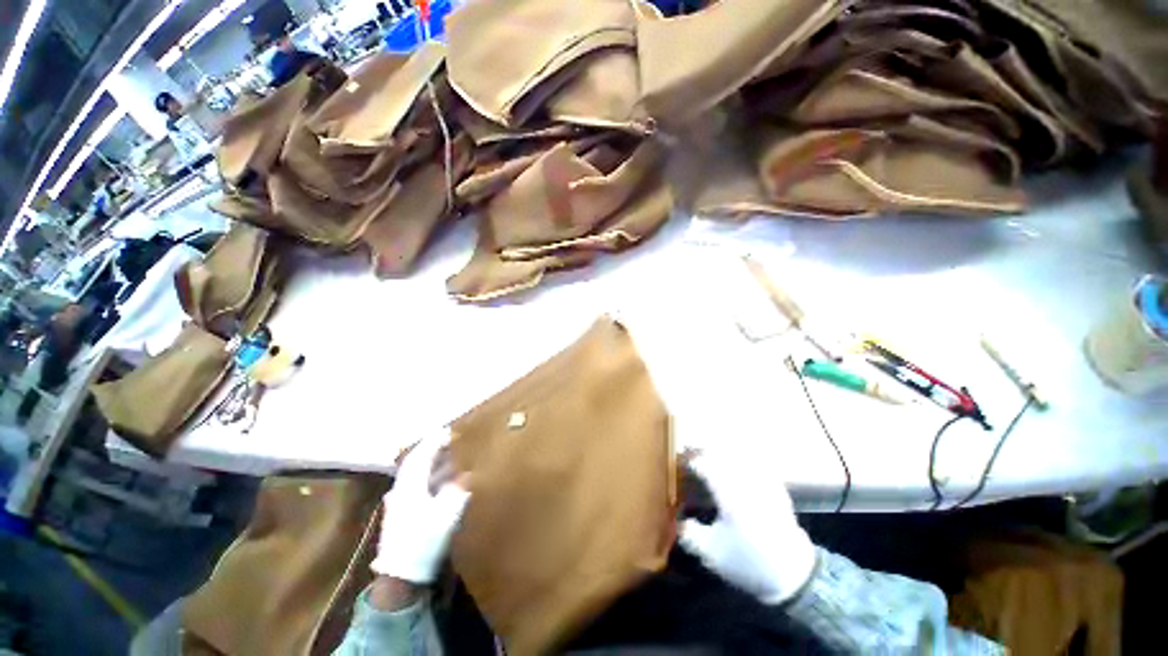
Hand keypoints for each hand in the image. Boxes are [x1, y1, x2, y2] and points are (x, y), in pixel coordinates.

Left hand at [370, 432, 470, 584]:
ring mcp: (399, 503)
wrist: (400, 578)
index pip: (420, 454)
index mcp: (409, 485)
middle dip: (434, 450)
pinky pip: (418, 487)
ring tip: (451, 458)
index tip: (450, 430)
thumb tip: (467, 474)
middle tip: (452, 441)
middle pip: (416, 463)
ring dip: (433, 465)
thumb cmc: (423, 541)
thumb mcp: (447, 513)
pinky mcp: (402, 515)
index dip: (435, 440)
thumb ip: (458, 489)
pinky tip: (442, 482)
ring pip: (417, 476)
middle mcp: (401, 490)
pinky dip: (430, 479)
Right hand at [678, 450, 816, 604]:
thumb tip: (677, 519)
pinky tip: (735, 460)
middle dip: (706, 452)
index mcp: (730, 498)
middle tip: (694, 454)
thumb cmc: (749, 563)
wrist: (793, 575)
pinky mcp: (776, 488)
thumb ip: (690, 534)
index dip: (693, 462)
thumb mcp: (712, 555)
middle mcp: (747, 485)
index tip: (683, 463)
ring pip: (740, 456)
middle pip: (723, 456)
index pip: (708, 467)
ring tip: (712, 455)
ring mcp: (764, 484)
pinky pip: (757, 463)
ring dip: (723, 452)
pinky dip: (743, 458)